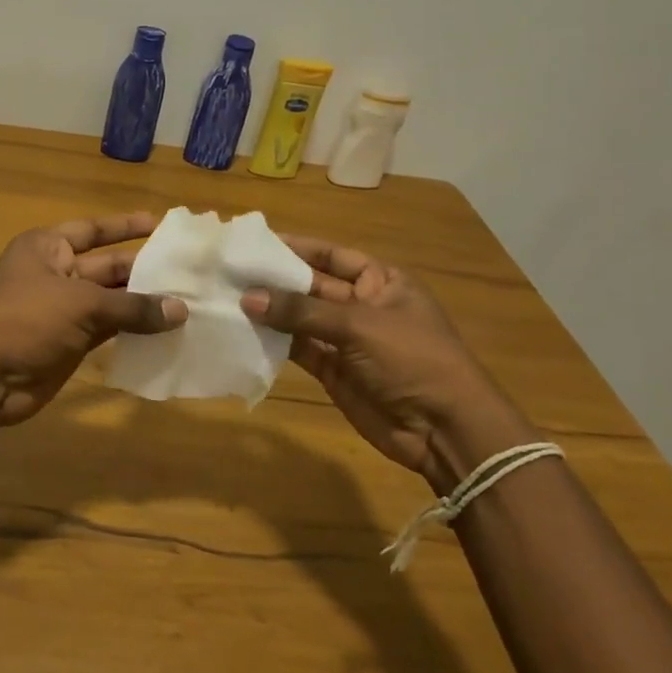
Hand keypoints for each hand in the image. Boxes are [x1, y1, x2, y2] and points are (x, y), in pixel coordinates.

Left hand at [0, 213, 186, 425]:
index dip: (125, 226)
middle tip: (188, 271)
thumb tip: (181, 310)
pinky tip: (166, 331)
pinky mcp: (70, 342)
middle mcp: (55, 272)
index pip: (93, 230)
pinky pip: (108, 329)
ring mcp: (62, 309)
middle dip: (143, 269)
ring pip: (110, 300)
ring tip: (188, 301)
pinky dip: (133, 330)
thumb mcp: (80, 304)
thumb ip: (132, 307)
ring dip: (143, 303)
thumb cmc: (25, 320)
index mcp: (47, 247)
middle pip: (107, 266)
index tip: (160, 223)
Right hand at [241, 237, 539, 490]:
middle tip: (230, 272)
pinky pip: (298, 348)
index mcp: (381, 281)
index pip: (332, 255)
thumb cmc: (412, 359)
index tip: (256, 242)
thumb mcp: (358, 325)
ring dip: (270, 311)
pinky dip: (274, 341)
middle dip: (275, 280)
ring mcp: (345, 340)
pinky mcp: (332, 370)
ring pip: (300, 318)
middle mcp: (361, 305)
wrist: (444, 430)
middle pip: (311, 285)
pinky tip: (244, 331)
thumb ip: (301, 311)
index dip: (297, 247)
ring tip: (227, 298)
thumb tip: (248, 298)